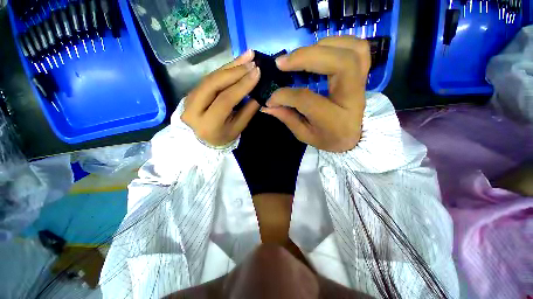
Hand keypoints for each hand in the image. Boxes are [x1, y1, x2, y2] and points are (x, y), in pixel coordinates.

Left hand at [181, 50, 260, 146]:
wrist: (198, 140)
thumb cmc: (221, 137)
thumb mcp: (237, 129)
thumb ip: (248, 111)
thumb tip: (259, 92)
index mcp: (208, 123)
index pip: (225, 100)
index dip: (242, 86)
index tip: (257, 73)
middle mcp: (194, 108)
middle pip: (214, 83)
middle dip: (235, 71)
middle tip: (253, 62)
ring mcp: (190, 97)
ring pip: (211, 76)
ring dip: (231, 65)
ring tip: (248, 55)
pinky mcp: (192, 90)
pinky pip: (210, 77)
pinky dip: (224, 68)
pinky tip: (237, 62)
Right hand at [261, 36, 370, 152]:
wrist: (352, 138)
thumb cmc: (327, 139)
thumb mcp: (304, 135)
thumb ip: (287, 118)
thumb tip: (267, 104)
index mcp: (335, 120)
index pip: (307, 99)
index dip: (285, 95)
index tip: (270, 98)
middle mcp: (353, 98)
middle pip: (339, 64)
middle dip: (306, 57)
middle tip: (281, 62)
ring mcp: (361, 83)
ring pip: (352, 50)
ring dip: (321, 46)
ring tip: (300, 55)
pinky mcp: (363, 74)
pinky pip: (358, 48)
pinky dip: (337, 43)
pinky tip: (319, 50)